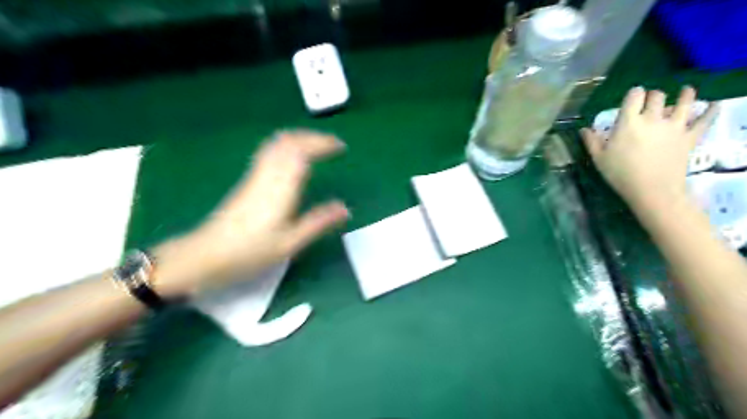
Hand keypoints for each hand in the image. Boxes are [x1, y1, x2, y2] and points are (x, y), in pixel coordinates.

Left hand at [156, 130, 348, 296]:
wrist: (205, 255)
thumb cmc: (250, 252)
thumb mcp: (290, 243)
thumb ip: (318, 222)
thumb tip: (345, 208)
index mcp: (280, 189)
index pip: (301, 152)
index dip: (322, 144)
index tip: (340, 147)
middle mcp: (267, 176)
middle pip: (288, 141)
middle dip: (312, 137)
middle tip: (333, 145)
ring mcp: (255, 176)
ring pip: (277, 144)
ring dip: (299, 139)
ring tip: (317, 146)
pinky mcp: (248, 182)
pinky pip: (269, 153)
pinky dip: (287, 147)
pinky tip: (293, 158)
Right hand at [584, 86, 717, 212]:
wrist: (652, 190)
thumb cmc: (620, 174)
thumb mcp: (599, 158)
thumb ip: (591, 141)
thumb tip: (583, 129)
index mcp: (629, 121)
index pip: (634, 95)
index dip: (634, 94)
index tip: (632, 98)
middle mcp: (653, 118)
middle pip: (657, 96)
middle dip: (653, 96)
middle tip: (651, 101)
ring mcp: (675, 125)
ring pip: (685, 101)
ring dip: (685, 94)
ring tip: (685, 92)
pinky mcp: (690, 136)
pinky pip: (705, 119)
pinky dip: (711, 110)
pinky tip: (714, 104)